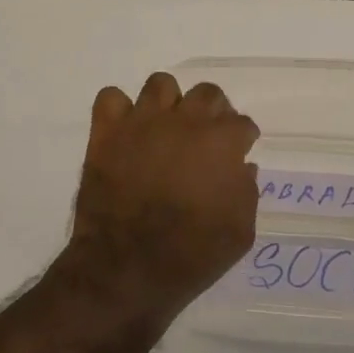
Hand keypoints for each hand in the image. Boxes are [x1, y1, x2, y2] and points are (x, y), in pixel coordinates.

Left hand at [69, 73, 260, 312]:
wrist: (127, 268)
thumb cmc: (192, 254)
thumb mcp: (240, 232)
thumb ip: (247, 192)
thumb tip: (242, 167)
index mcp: (222, 142)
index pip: (242, 124)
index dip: (241, 140)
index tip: (236, 155)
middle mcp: (185, 121)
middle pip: (207, 93)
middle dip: (212, 112)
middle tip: (204, 138)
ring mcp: (142, 122)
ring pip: (161, 84)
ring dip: (169, 102)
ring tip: (165, 127)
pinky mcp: (107, 132)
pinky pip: (111, 97)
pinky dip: (119, 110)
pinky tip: (126, 131)